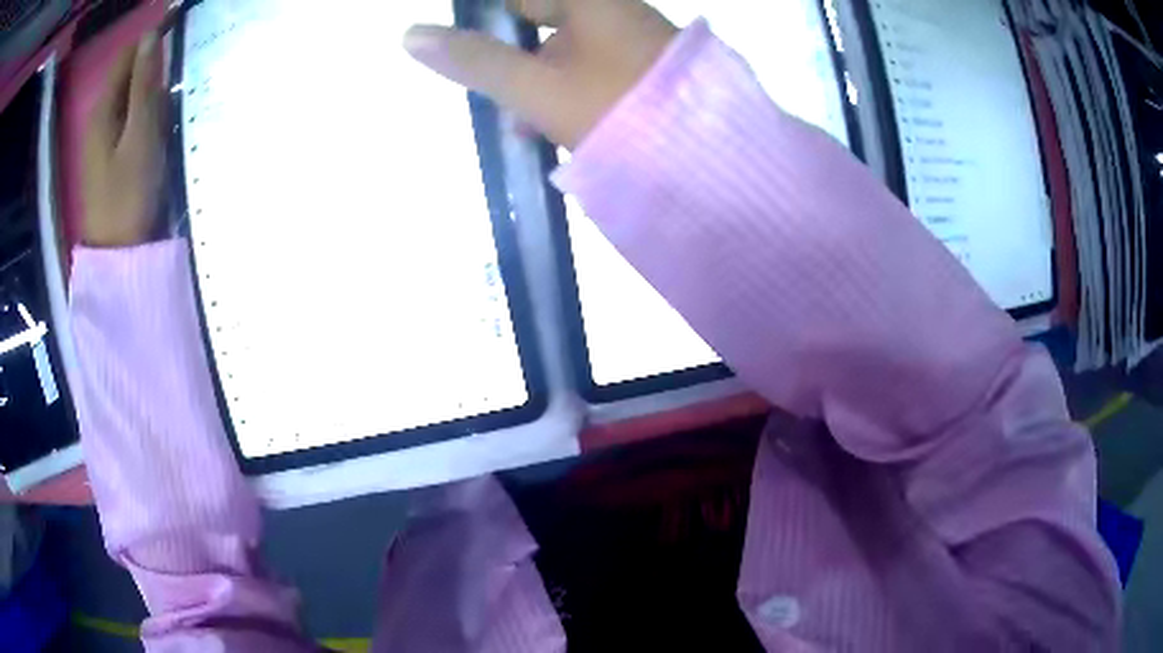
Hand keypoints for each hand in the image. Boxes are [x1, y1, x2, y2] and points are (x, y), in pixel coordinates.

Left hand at [82, 33, 164, 247]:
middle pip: (128, 73)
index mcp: (103, 108)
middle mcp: (99, 116)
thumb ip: (144, 84)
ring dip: (151, 90)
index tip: (180, 36)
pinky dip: (145, 112)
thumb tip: (152, 34)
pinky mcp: (108, 154)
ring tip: (173, 101)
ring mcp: (102, 137)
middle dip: (153, 67)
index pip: (129, 54)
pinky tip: (158, 125)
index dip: (152, 39)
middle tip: (179, 76)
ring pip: (130, 95)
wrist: (117, 255)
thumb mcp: (140, 135)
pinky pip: (129, 117)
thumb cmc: (128, 195)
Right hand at [404, 0, 676, 148]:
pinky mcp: (656, 75)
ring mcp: (642, 44)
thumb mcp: (537, 87)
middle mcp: (620, 14)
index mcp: (594, 4)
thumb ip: (475, 61)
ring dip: (545, 85)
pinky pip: (603, 74)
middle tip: (499, 94)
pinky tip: (565, 130)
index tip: (475, 45)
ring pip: (576, 53)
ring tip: (526, 127)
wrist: (714, 161)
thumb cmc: (617, 109)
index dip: (496, 19)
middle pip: (551, 24)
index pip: (526, 0)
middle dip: (519, 59)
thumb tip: (409, 35)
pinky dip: (578, 95)